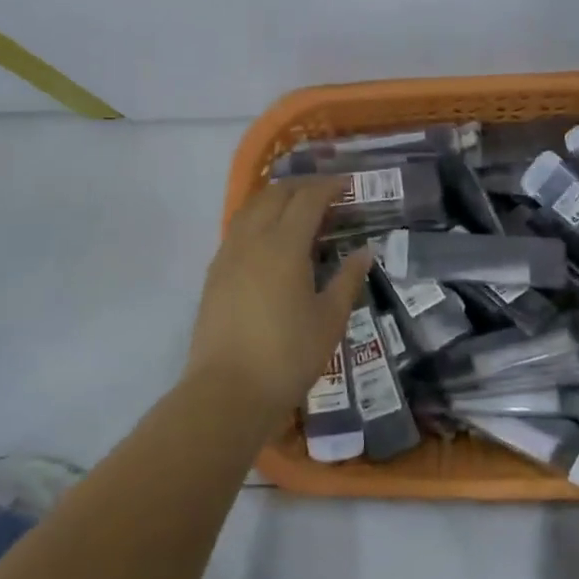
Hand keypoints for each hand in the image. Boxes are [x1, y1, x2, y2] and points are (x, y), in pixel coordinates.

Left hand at [185, 179, 371, 428]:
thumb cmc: (287, 357)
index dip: (328, 187)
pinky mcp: (214, 274)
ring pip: (251, 208)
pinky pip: (237, 229)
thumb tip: (364, 251)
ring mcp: (228, 255)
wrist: (226, 392)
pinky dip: (257, 218)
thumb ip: (347, 280)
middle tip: (325, 192)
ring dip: (276, 198)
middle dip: (301, 186)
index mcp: (284, 246)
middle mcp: (253, 240)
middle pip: (275, 195)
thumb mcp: (329, 320)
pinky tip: (268, 237)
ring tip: (296, 207)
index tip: (347, 185)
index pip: (307, 199)